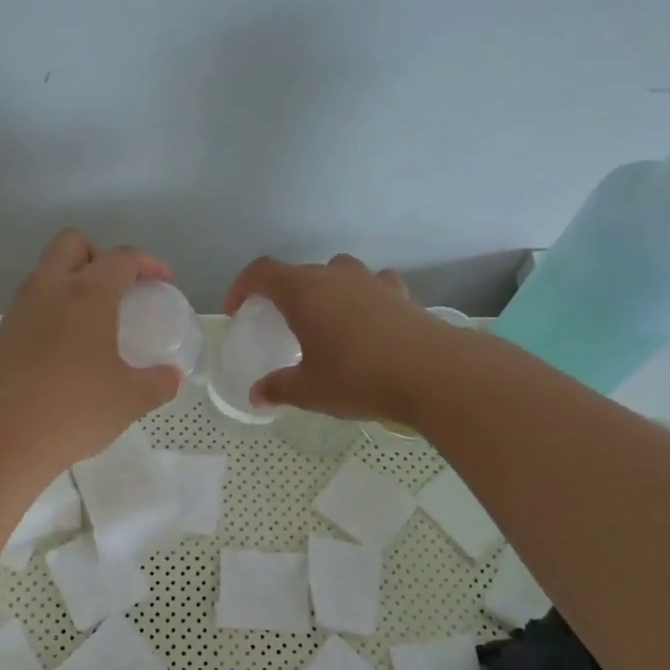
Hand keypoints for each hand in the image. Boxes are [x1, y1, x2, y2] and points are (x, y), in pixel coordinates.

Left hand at [0, 230, 183, 474]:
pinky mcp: (0, 335)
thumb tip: (172, 377)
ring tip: (95, 320)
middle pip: (73, 243)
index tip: (163, 281)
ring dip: (73, 281)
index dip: (148, 264)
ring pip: (47, 272)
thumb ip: (158, 383)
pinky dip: (53, 310)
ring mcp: (19, 310)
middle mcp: (49, 289)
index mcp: (87, 294)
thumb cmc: (73, 411)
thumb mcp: (129, 399)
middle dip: (101, 255)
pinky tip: (66, 349)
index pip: (121, 258)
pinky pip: (32, 304)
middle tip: (121, 289)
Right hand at [224, 254, 445, 423]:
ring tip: (323, 320)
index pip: (262, 272)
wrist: (432, 372)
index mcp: (303, 291)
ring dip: (323, 290)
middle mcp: (335, 276)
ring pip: (337, 273)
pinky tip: (366, 321)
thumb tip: (256, 396)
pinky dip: (361, 297)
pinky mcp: (400, 293)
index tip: (237, 310)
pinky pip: (372, 286)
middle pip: (299, 272)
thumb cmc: (358, 377)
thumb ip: (278, 388)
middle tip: (278, 323)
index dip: (243, 286)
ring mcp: (371, 281)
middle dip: (282, 293)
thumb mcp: (310, 390)